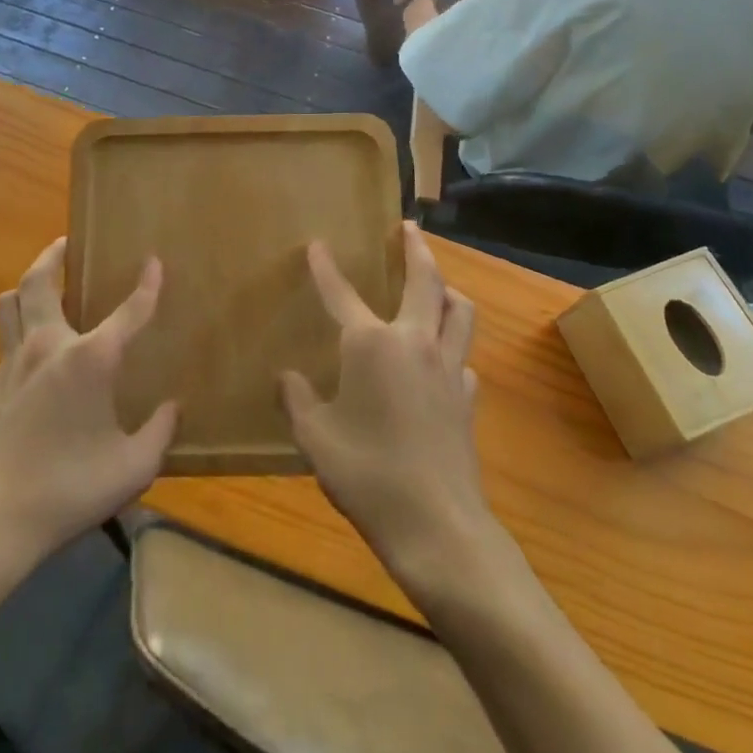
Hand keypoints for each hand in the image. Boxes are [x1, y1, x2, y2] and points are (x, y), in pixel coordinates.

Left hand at [0, 240, 177, 571]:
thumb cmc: (69, 488)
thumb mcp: (132, 467)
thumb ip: (159, 432)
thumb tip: (173, 407)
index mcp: (90, 359)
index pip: (128, 311)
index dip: (147, 285)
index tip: (155, 261)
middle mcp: (49, 346)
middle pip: (41, 281)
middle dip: (55, 254)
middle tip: (68, 242)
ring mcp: (15, 362)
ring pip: (11, 301)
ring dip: (29, 282)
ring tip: (46, 280)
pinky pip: (6, 333)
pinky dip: (19, 319)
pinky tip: (33, 338)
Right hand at [281, 224, 487, 582]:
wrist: (436, 525)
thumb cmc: (367, 474)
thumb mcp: (315, 438)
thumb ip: (296, 400)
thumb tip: (286, 377)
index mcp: (371, 344)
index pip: (341, 293)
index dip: (325, 268)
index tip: (317, 244)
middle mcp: (414, 341)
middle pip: (424, 280)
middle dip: (415, 248)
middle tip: (409, 227)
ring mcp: (448, 367)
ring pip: (458, 311)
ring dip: (447, 288)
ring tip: (437, 284)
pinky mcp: (467, 397)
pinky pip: (464, 356)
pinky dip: (453, 345)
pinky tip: (442, 360)